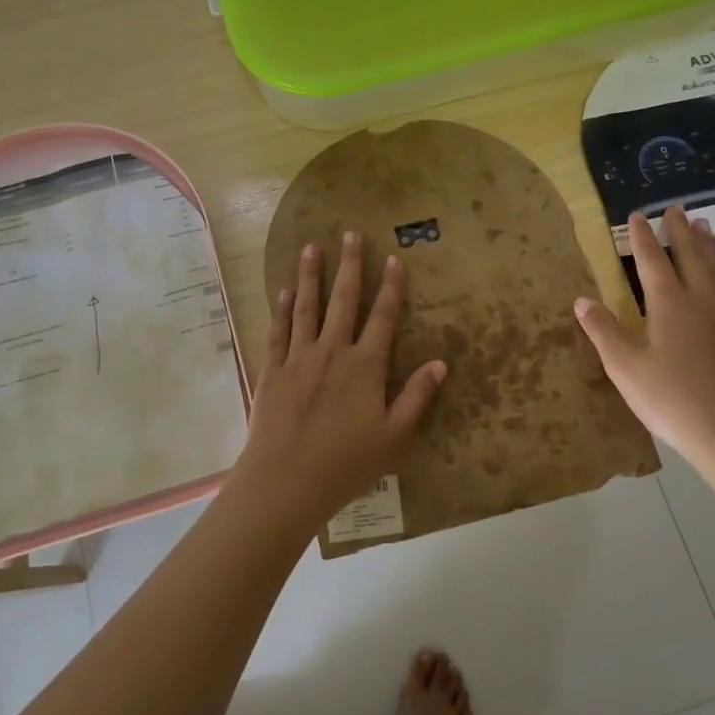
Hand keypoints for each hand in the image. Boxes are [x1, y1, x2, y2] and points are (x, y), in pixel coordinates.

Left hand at [233, 232, 447, 528]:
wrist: (287, 481)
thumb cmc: (347, 463)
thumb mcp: (395, 436)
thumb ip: (417, 397)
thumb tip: (441, 363)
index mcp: (365, 366)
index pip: (383, 317)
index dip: (391, 286)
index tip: (393, 258)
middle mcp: (333, 351)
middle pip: (344, 301)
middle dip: (349, 266)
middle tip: (351, 234)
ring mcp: (299, 358)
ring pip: (307, 307)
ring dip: (310, 276)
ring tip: (311, 247)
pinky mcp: (273, 370)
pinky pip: (279, 331)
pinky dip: (283, 309)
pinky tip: (284, 290)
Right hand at [574, 208, 714, 471]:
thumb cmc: (671, 398)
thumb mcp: (625, 367)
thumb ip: (603, 331)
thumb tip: (582, 299)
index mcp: (668, 304)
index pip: (652, 261)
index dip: (642, 237)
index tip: (636, 215)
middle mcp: (700, 301)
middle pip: (690, 257)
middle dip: (680, 231)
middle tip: (675, 208)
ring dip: (708, 246)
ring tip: (706, 225)